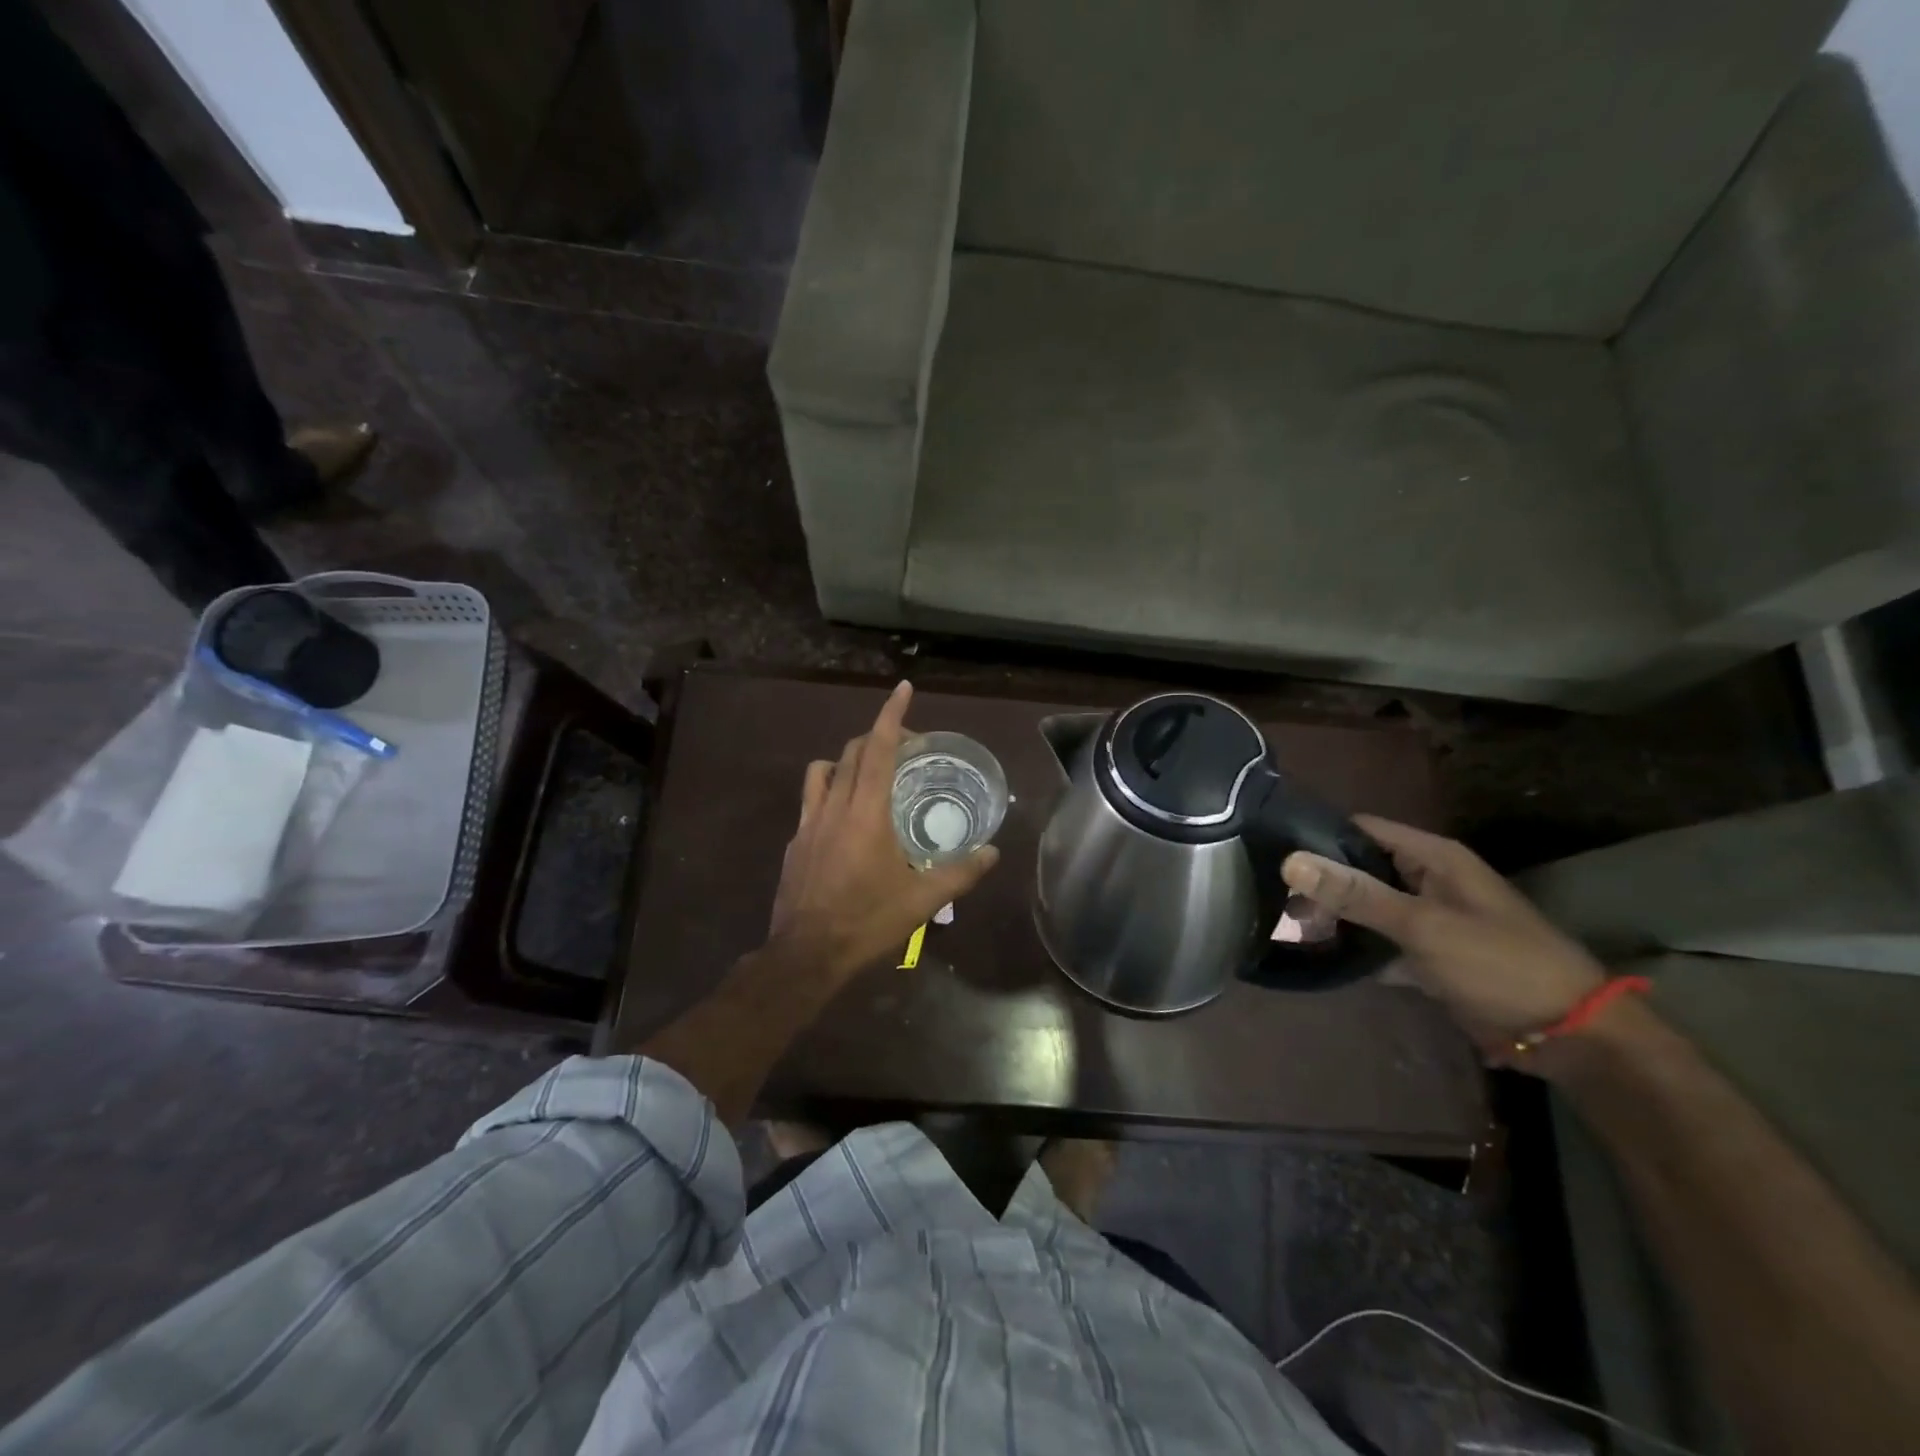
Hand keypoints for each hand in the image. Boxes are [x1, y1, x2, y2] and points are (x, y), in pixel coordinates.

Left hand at [768, 681, 998, 976]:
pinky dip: (830, 795)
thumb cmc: (867, 921)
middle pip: (852, 752)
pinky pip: (811, 802)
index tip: (903, 688)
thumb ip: (961, 873)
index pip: (879, 749)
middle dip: (878, 736)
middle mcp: (834, 807)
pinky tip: (845, 823)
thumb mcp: (923, 901)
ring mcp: (808, 824)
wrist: (806, 954)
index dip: (892, 715)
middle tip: (906, 746)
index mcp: (866, 812)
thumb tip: (993, 853)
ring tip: (869, 776)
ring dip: (846, 761)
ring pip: (822, 771)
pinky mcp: (794, 843)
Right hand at [1281, 816, 1604, 1056]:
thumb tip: (1291, 861)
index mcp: (1432, 857)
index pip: (1361, 829)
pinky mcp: (1427, 954)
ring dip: (1334, 916)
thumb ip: (1356, 893)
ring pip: (1367, 907)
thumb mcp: (1423, 925)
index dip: (1318, 835)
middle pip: (1360, 868)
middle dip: (1320, 882)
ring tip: (1283, 924)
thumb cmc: (1498, 964)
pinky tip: (1318, 956)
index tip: (1271, 851)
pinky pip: (1379, 942)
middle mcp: (1427, 879)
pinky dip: (1355, 948)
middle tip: (1272, 898)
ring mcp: (1427, 918)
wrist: (1569, 1035)